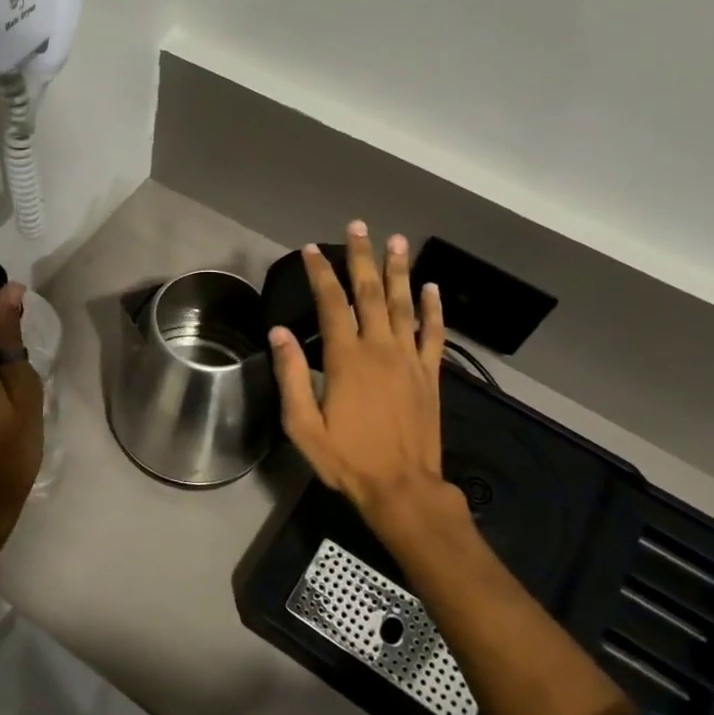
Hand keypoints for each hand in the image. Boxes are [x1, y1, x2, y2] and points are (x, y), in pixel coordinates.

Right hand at [270, 222, 472, 549]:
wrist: (402, 488)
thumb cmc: (347, 459)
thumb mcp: (303, 424)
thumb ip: (292, 376)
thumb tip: (279, 333)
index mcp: (347, 359)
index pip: (331, 303)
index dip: (320, 273)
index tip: (311, 249)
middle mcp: (380, 349)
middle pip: (371, 293)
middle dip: (362, 257)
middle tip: (358, 226)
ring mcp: (410, 360)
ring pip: (405, 304)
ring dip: (399, 270)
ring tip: (396, 241)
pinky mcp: (431, 375)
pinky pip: (434, 333)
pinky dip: (433, 308)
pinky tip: (432, 288)